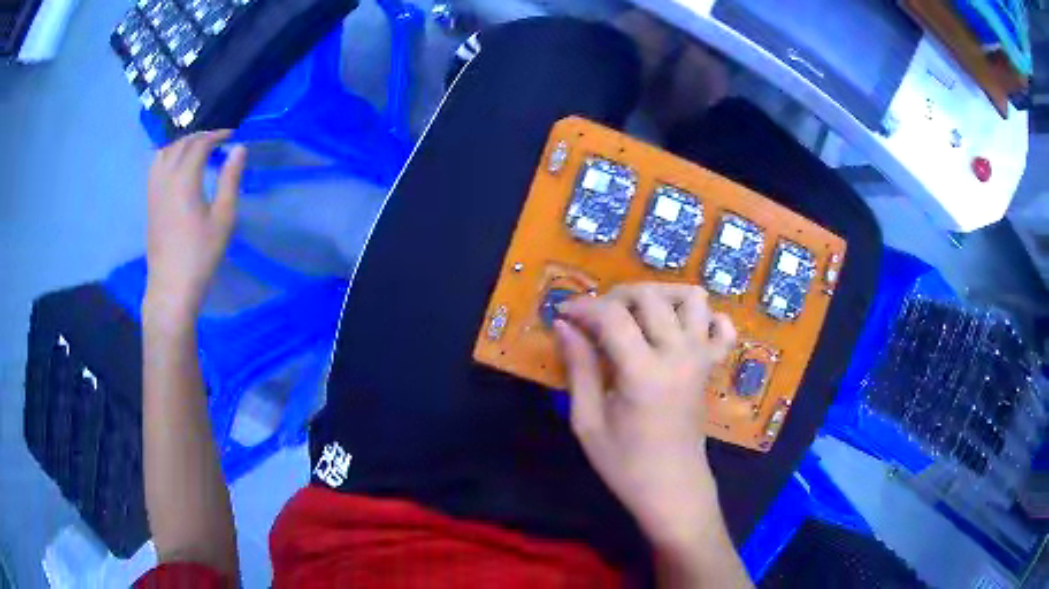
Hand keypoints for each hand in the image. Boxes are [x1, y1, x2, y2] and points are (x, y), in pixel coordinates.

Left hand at [144, 130, 246, 322]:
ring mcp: (154, 189)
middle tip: (219, 141)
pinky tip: (177, 165)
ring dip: (183, 144)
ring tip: (197, 149)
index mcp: (185, 178)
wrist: (171, 287)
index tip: (233, 136)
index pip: (200, 143)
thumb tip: (239, 148)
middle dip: (201, 137)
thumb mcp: (223, 219)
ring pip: (166, 151)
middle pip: (182, 144)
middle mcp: (166, 177)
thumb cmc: (200, 255)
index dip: (218, 135)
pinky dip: (169, 155)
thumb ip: (230, 180)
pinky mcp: (150, 202)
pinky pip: (156, 166)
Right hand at [554, 283, 735, 546]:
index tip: (563, 314)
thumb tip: (564, 326)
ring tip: (637, 314)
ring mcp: (701, 358)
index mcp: (643, 372)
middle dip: (616, 296)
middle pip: (650, 297)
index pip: (612, 316)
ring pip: (691, 298)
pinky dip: (705, 317)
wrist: (673, 489)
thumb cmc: (625, 464)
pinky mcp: (712, 367)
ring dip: (661, 295)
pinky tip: (681, 329)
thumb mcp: (588, 422)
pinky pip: (722, 327)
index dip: (583, 307)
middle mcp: (678, 355)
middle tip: (595, 318)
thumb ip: (578, 368)